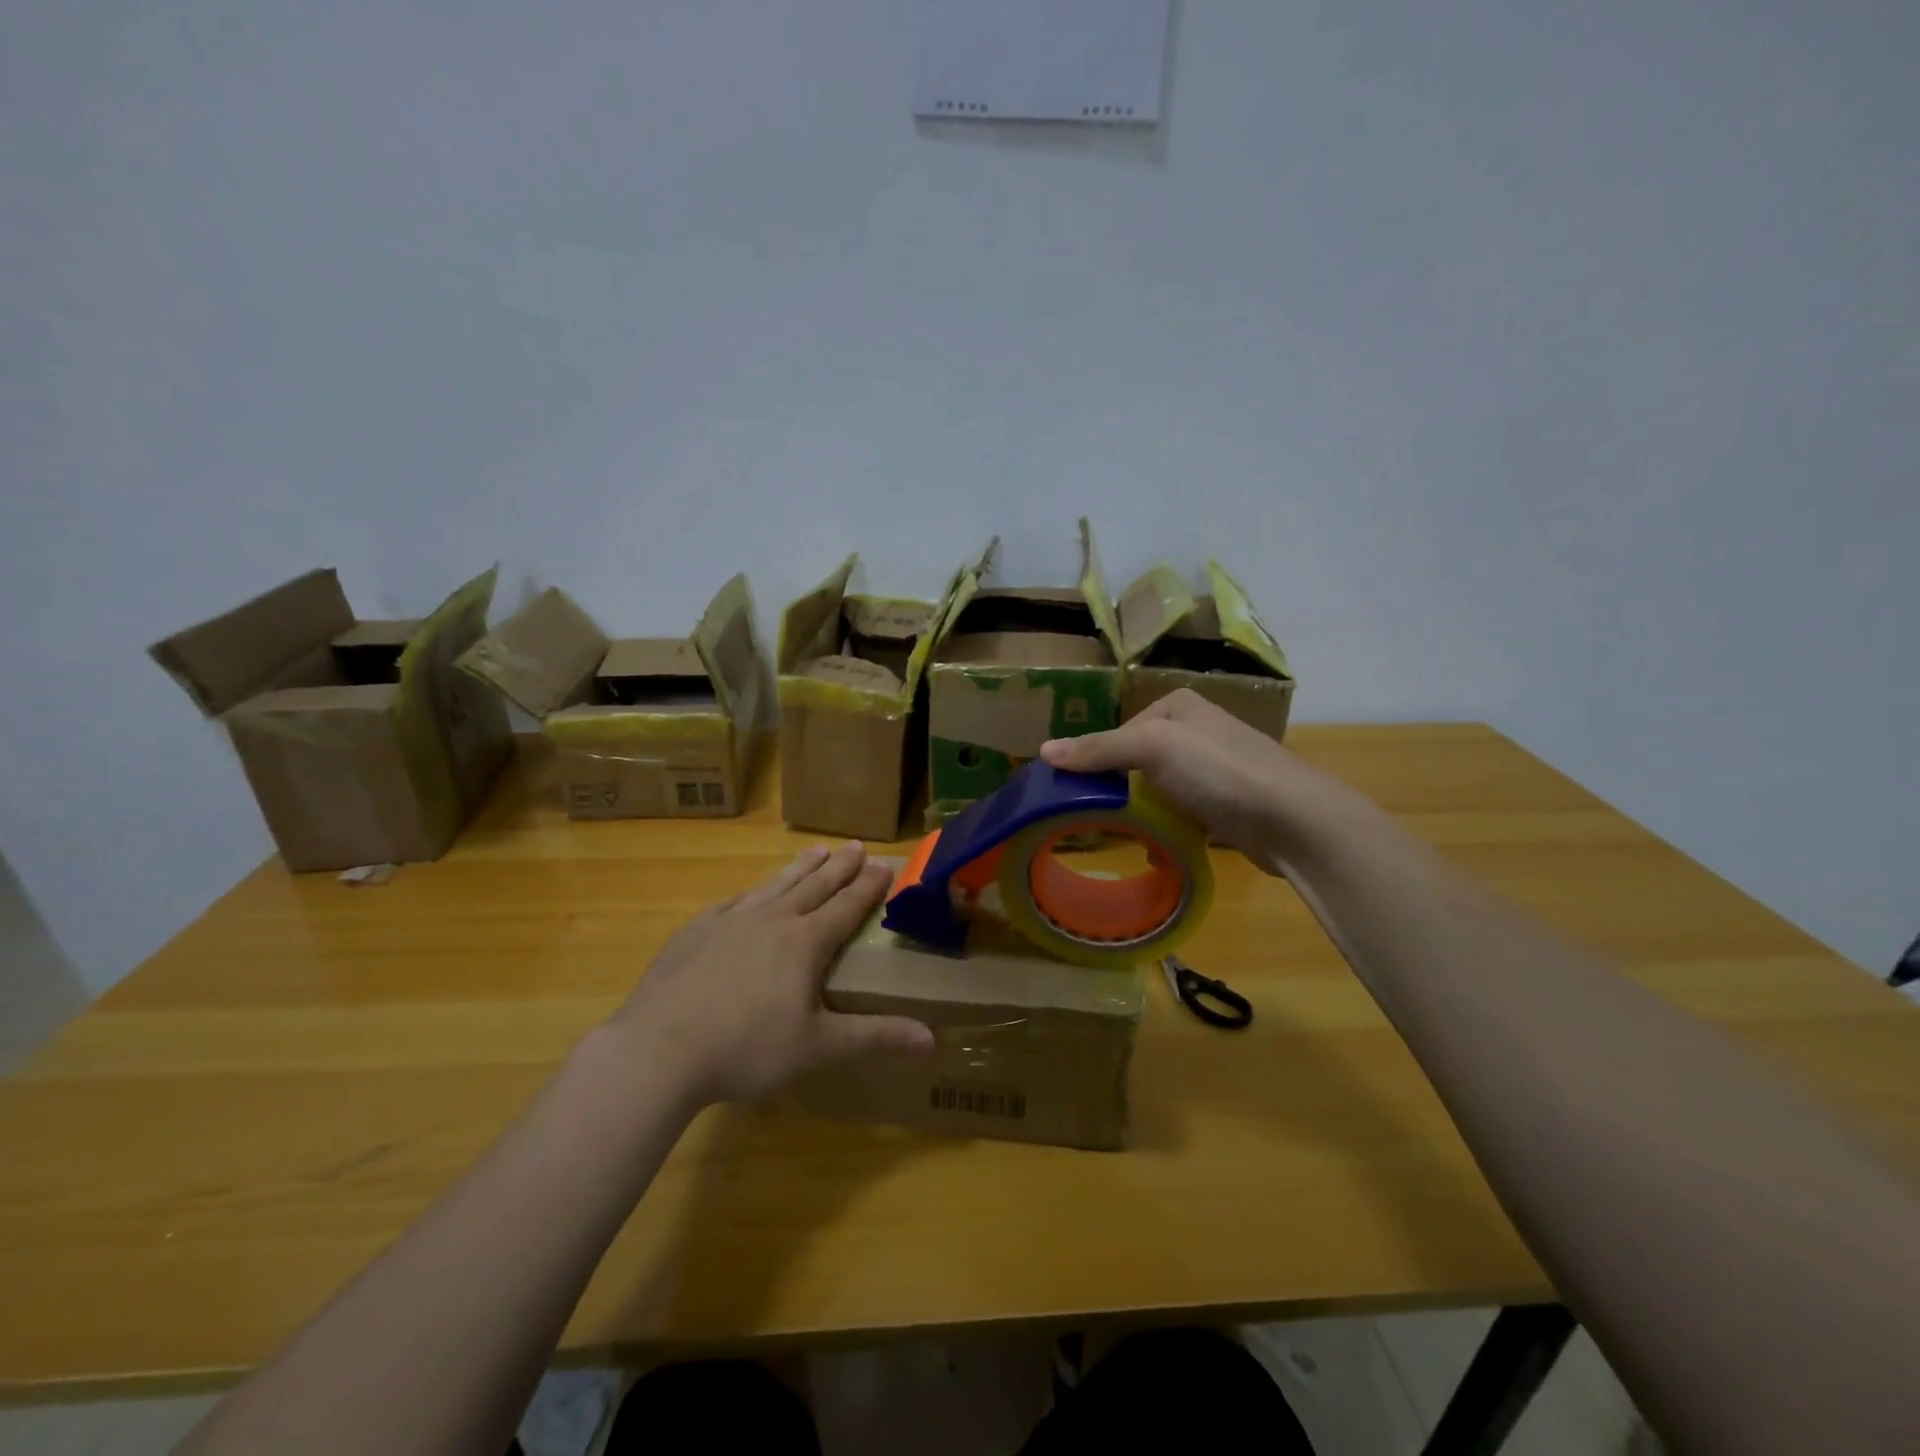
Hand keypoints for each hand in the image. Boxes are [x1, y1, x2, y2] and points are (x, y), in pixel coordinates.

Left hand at [609, 843, 934, 1104]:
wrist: (659, 1049)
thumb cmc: (746, 1049)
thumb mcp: (818, 1048)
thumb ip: (875, 1037)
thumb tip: (932, 1040)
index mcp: (805, 942)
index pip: (847, 906)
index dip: (869, 886)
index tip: (885, 865)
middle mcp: (773, 920)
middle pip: (814, 885)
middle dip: (839, 866)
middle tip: (856, 845)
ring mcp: (731, 921)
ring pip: (775, 884)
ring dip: (799, 867)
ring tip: (816, 850)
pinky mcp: (696, 931)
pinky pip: (734, 901)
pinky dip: (753, 891)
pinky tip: (752, 892)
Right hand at [1040, 689, 1346, 873]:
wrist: (1291, 819)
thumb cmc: (1218, 770)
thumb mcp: (1152, 747)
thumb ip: (1099, 749)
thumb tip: (1042, 751)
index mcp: (1177, 706)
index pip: (1119, 732)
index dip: (1097, 762)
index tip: (1077, 794)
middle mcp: (1195, 730)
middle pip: (1136, 760)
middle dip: (1118, 788)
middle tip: (1093, 818)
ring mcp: (1212, 767)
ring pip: (1156, 787)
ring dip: (1139, 810)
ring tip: (1120, 834)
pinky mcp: (1223, 802)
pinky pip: (1178, 810)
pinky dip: (1164, 826)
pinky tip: (1155, 844)